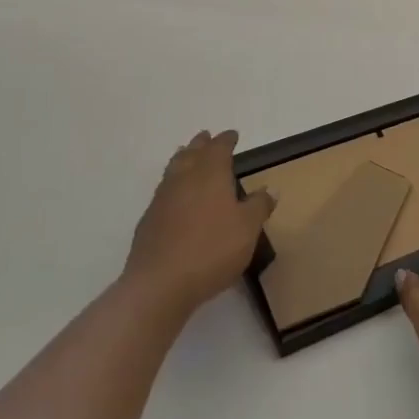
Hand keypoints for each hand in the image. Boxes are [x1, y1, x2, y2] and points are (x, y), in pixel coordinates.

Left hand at [124, 131, 274, 320]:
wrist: (160, 283)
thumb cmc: (212, 249)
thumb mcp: (248, 229)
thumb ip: (259, 206)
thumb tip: (269, 188)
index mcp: (210, 175)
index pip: (219, 149)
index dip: (226, 140)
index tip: (232, 135)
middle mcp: (184, 179)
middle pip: (192, 153)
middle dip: (201, 144)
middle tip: (206, 137)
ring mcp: (162, 199)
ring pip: (173, 169)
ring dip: (183, 159)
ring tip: (187, 156)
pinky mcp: (149, 221)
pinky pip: (163, 191)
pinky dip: (172, 184)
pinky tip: (176, 196)